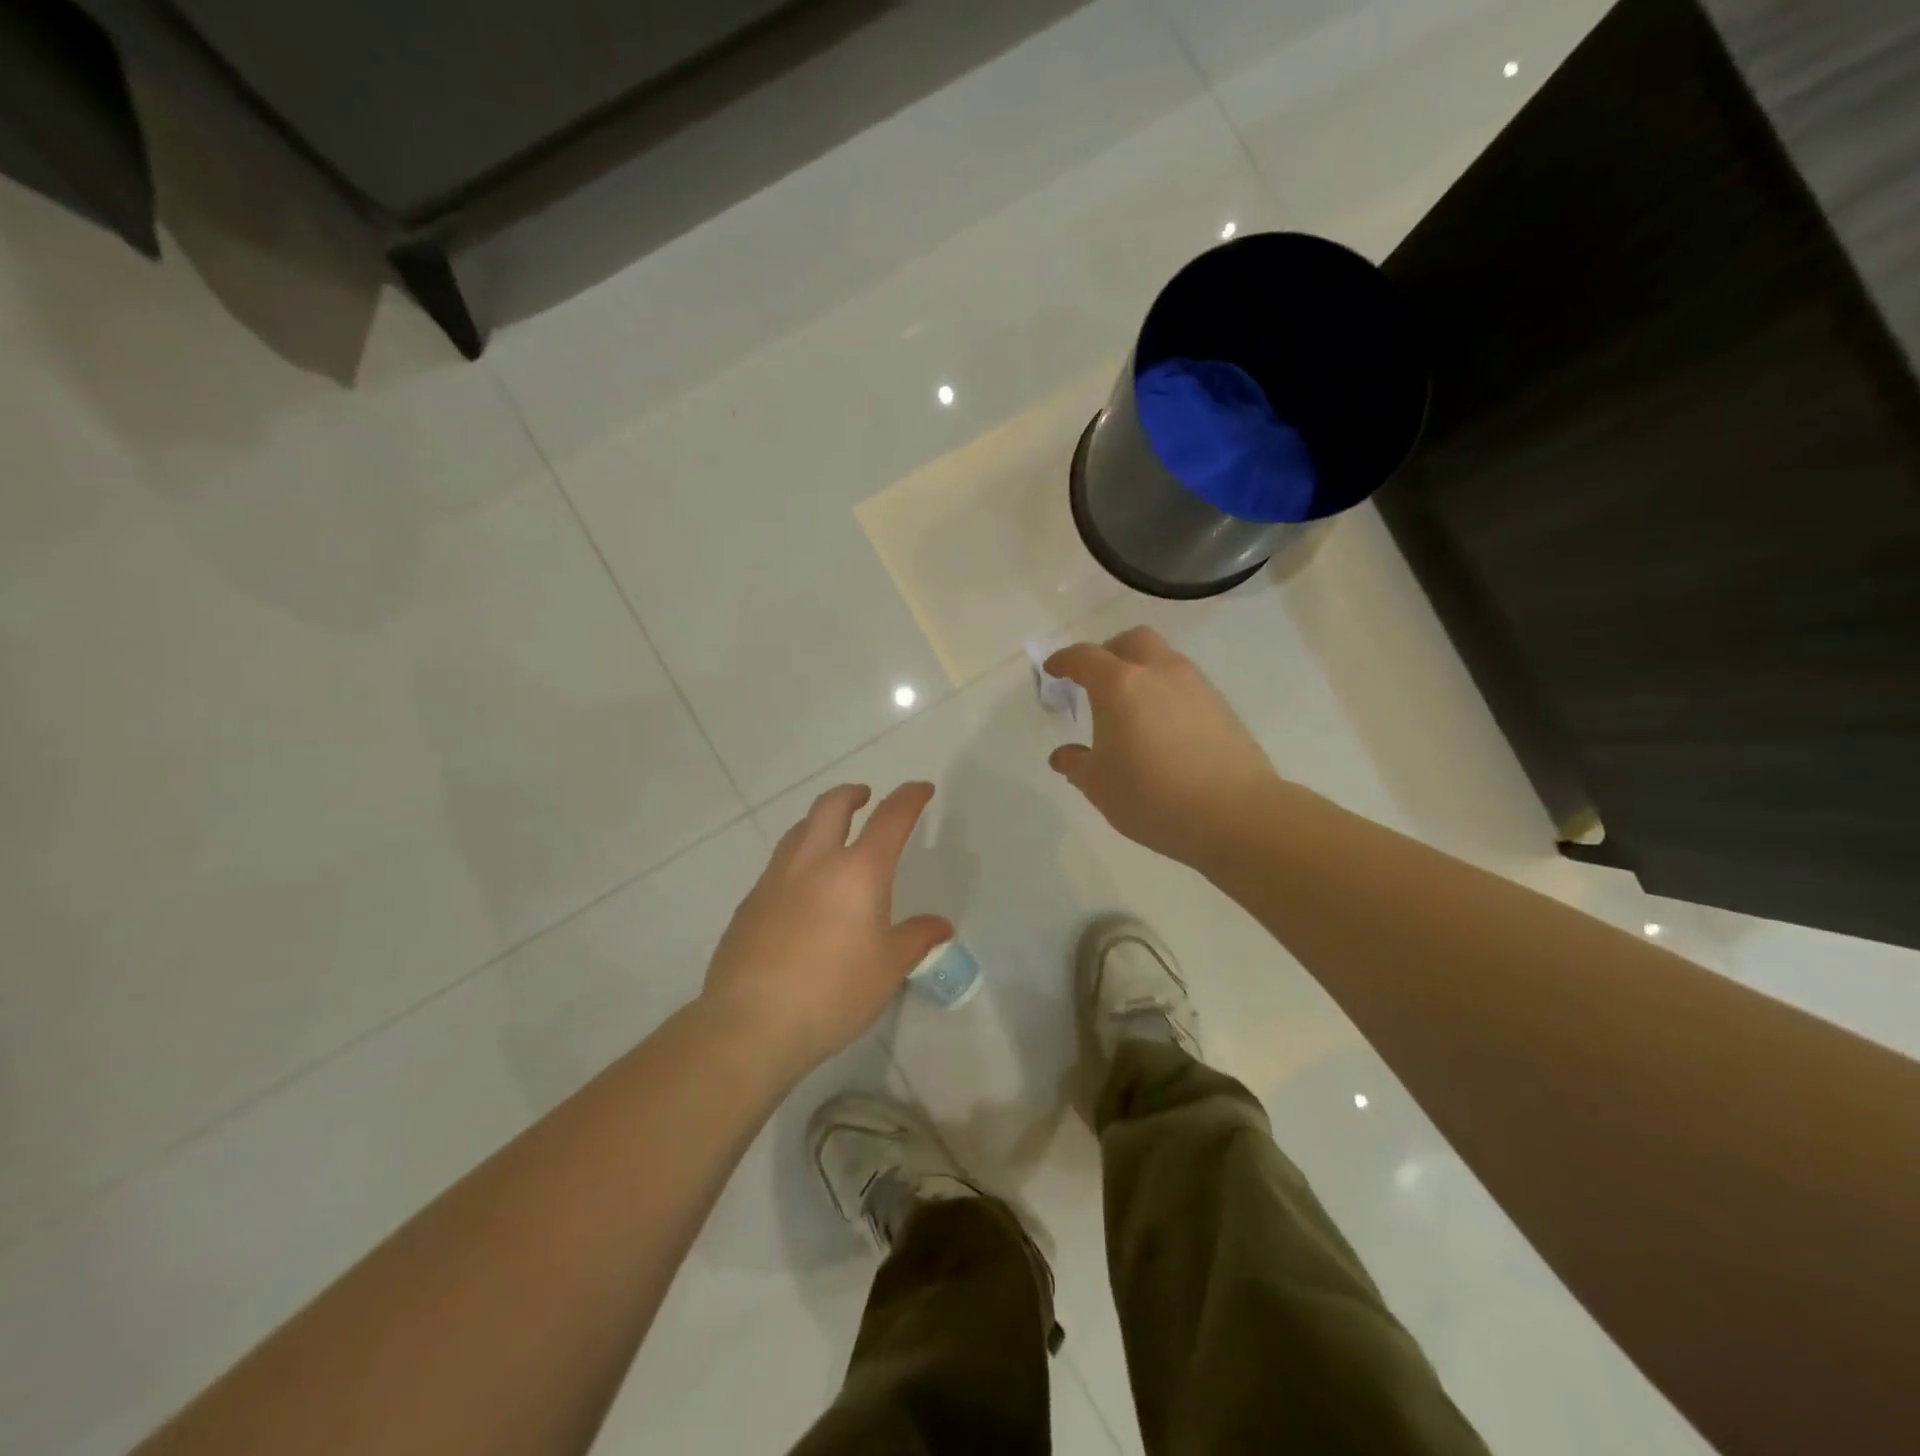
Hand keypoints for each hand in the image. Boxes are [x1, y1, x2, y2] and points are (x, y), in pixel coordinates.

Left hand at [701, 782, 951, 1080]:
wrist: (750, 1024)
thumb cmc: (832, 993)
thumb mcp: (887, 970)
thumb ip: (916, 939)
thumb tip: (940, 925)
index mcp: (858, 872)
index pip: (890, 818)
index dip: (909, 798)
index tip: (921, 789)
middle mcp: (814, 862)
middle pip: (832, 806)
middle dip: (852, 794)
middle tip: (866, 797)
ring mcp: (775, 879)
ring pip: (799, 829)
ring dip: (820, 821)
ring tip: (832, 835)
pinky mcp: (749, 902)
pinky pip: (778, 864)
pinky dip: (798, 858)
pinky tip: (801, 889)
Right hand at [1046, 626, 1281, 867]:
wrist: (1234, 814)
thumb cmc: (1151, 796)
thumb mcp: (1099, 786)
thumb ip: (1077, 764)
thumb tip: (1063, 756)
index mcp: (1120, 685)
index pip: (1085, 657)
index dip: (1064, 660)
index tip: (1053, 670)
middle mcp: (1159, 673)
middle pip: (1132, 641)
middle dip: (1109, 652)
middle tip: (1096, 680)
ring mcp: (1195, 686)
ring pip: (1163, 659)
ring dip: (1142, 671)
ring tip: (1131, 708)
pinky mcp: (1221, 707)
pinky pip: (1185, 685)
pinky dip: (1166, 693)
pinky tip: (1162, 728)